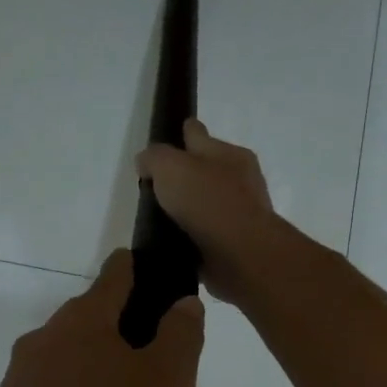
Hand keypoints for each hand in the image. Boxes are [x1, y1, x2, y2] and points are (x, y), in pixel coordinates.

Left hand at [0, 250, 204, 386]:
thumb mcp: (168, 381)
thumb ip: (181, 334)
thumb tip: (182, 304)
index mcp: (83, 319)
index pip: (116, 274)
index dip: (138, 269)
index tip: (154, 274)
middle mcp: (45, 339)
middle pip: (97, 329)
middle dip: (131, 348)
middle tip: (162, 386)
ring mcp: (23, 380)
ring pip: (80, 374)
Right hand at [138, 120, 284, 305]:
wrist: (240, 254)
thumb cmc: (207, 201)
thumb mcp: (170, 167)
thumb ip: (154, 158)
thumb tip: (146, 162)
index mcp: (229, 154)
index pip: (199, 135)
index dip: (183, 132)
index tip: (170, 136)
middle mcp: (240, 180)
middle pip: (206, 170)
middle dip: (187, 174)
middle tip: (158, 184)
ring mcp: (240, 214)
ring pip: (208, 203)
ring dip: (190, 208)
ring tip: (162, 216)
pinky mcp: (235, 244)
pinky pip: (208, 233)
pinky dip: (195, 235)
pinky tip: (176, 241)